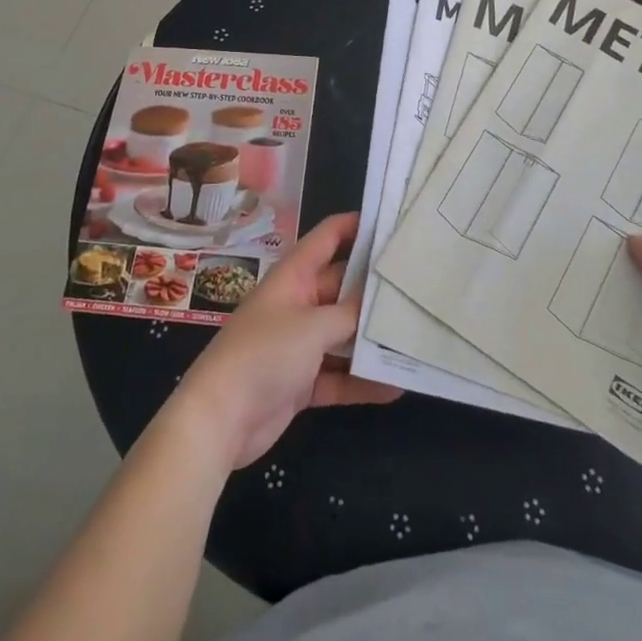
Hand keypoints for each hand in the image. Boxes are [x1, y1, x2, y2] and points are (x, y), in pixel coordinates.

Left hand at [167, 213, 400, 470]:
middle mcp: (298, 303)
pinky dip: (362, 380)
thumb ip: (349, 314)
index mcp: (295, 276)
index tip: (394, 222)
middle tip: (421, 286)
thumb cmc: (264, 354)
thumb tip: (380, 303)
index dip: (357, 225)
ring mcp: (299, 343)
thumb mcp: (312, 327)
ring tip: (417, 336)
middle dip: (376, 288)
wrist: (220, 418)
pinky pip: (339, 375)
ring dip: (372, 339)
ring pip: (344, 334)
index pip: (328, 237)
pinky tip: (396, 386)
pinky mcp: (302, 381)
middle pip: (343, 287)